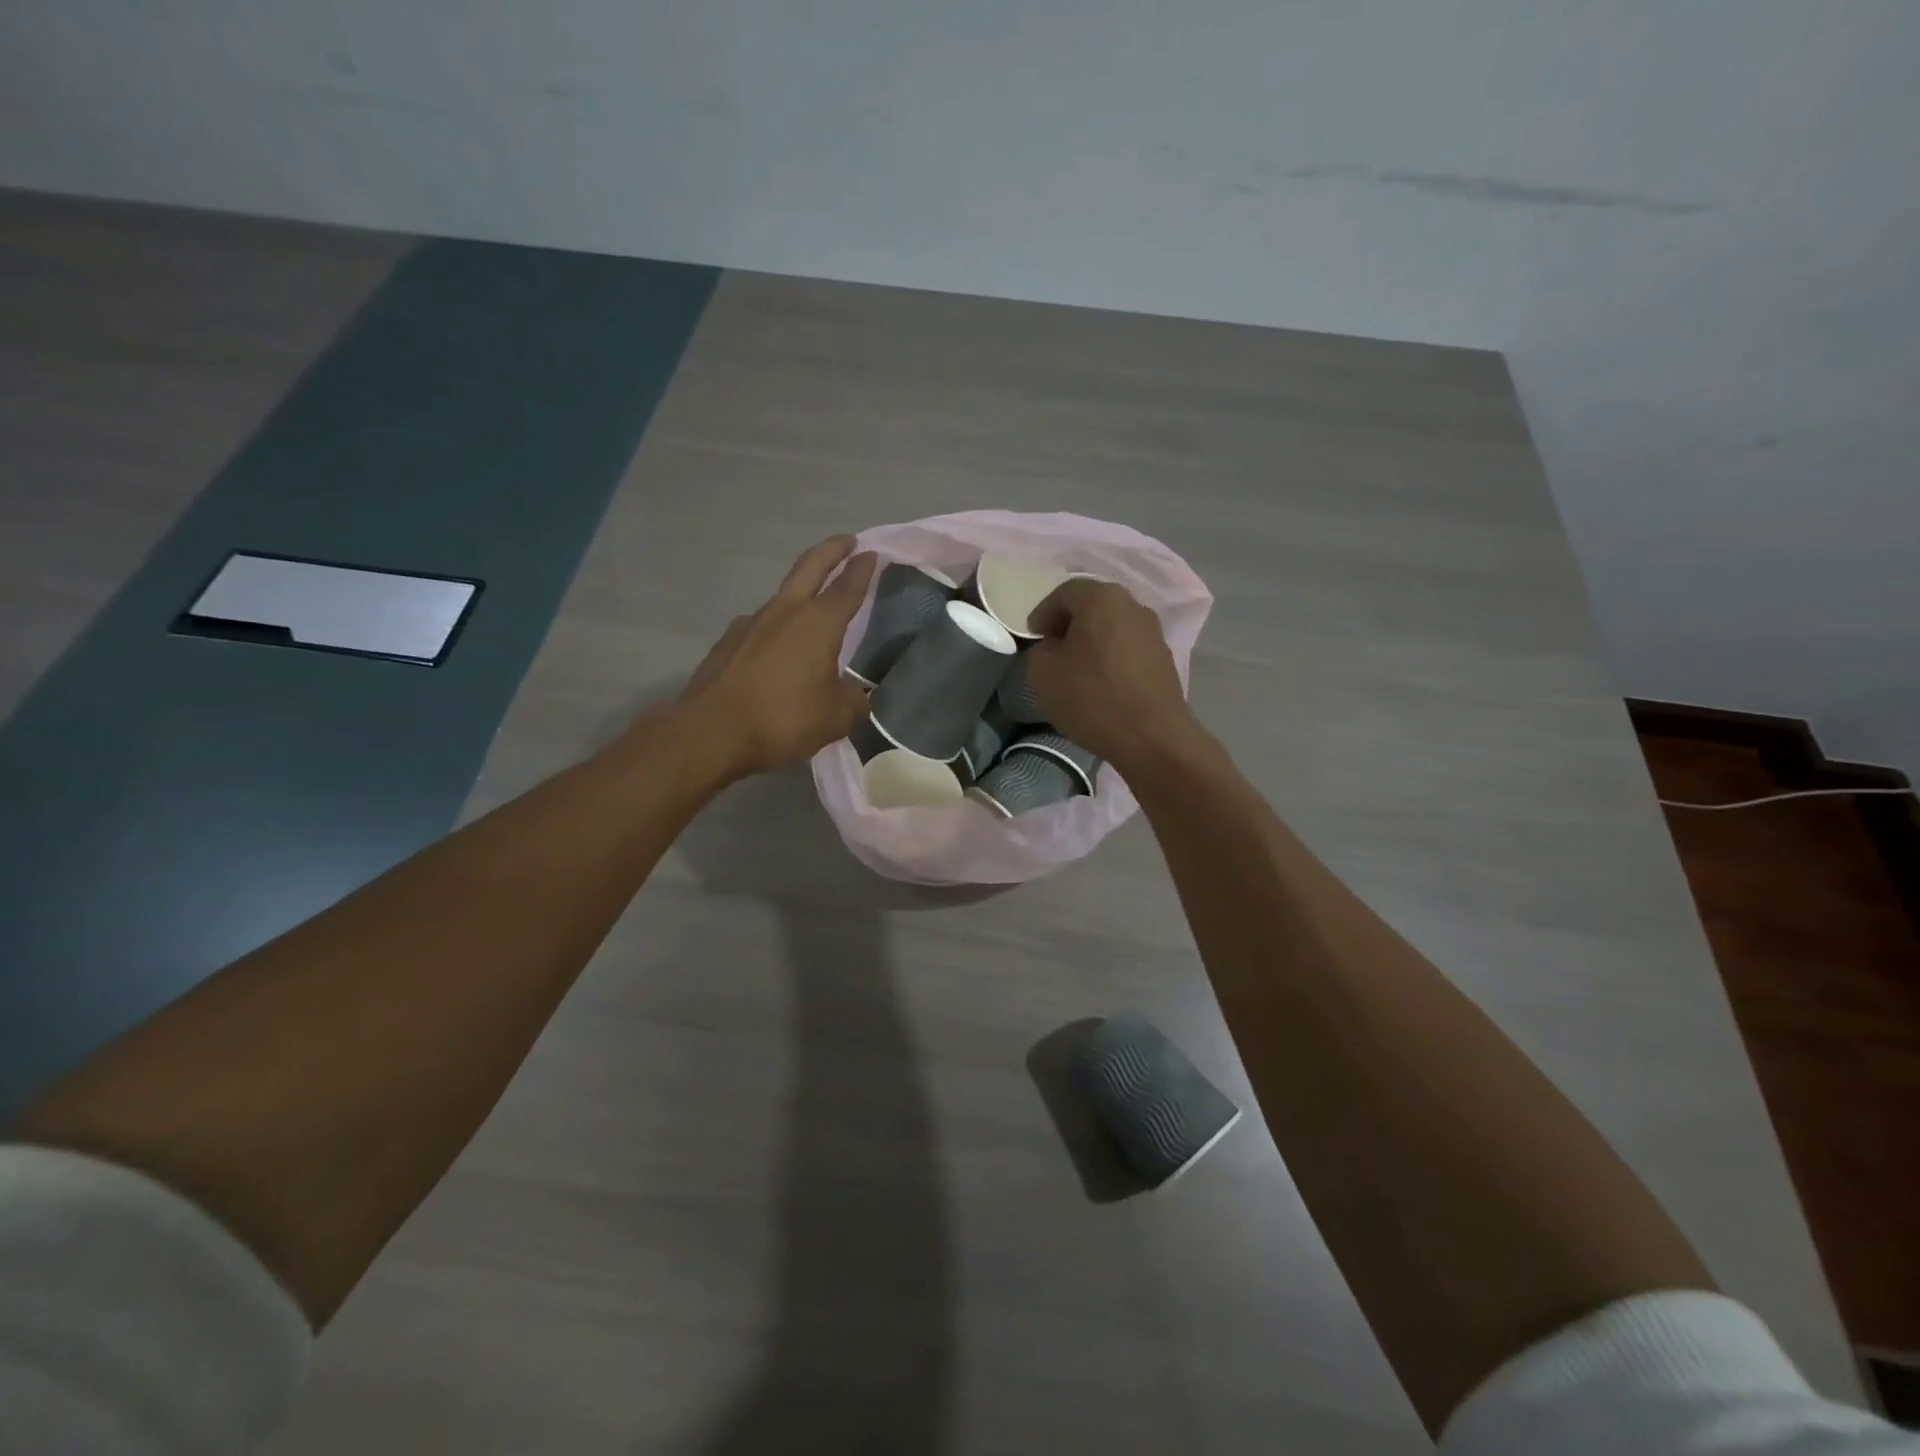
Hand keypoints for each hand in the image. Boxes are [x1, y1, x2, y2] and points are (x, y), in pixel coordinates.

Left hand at [679, 537, 877, 777]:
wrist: (712, 732)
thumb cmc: (783, 719)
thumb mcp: (835, 718)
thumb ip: (852, 700)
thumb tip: (855, 694)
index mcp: (818, 623)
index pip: (847, 587)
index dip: (862, 570)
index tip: (872, 554)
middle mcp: (785, 612)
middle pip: (810, 568)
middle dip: (831, 551)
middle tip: (846, 542)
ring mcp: (750, 624)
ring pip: (783, 598)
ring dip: (801, 593)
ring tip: (813, 610)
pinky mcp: (728, 643)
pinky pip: (760, 628)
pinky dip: (775, 629)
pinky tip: (777, 650)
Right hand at [1025, 578, 1200, 769]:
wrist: (1151, 737)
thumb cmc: (1092, 698)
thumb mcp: (1043, 674)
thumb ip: (1040, 650)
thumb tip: (1054, 647)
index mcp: (1100, 598)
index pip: (1064, 593)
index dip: (1043, 614)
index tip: (1033, 638)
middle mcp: (1131, 605)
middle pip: (1092, 606)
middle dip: (1069, 625)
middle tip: (1053, 650)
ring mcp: (1153, 631)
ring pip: (1112, 627)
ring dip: (1092, 642)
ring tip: (1077, 669)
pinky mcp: (1164, 657)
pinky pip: (1128, 647)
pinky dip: (1111, 657)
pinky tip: (1102, 682)